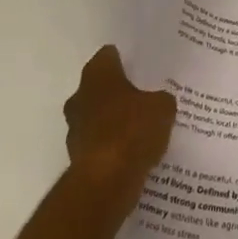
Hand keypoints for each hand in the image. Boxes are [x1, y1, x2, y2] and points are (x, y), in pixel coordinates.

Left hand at [63, 45, 175, 215]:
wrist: (105, 182)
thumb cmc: (132, 131)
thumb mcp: (162, 108)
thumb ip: (161, 100)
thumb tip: (159, 102)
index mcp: (97, 75)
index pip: (108, 56)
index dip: (125, 60)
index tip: (142, 67)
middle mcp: (80, 97)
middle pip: (100, 87)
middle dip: (119, 92)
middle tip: (145, 97)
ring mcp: (75, 129)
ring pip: (98, 117)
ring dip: (114, 122)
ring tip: (142, 129)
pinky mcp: (77, 158)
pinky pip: (99, 144)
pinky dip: (112, 147)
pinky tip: (133, 154)